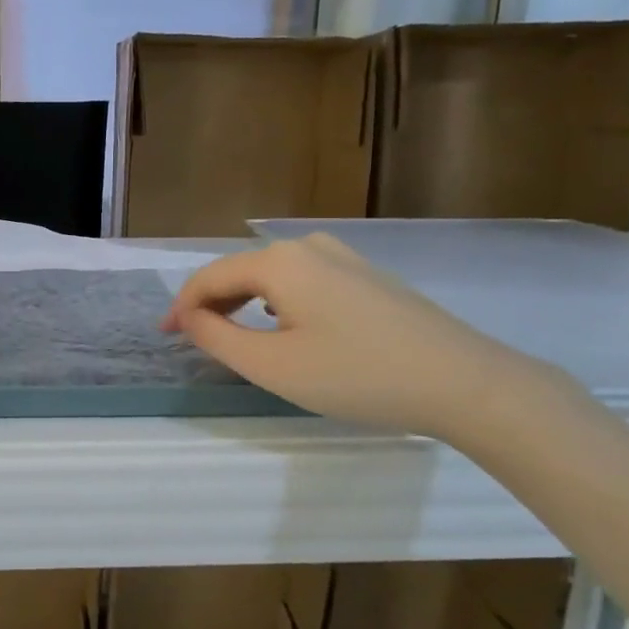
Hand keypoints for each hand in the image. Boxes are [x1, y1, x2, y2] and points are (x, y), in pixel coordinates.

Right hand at [162, 232, 558, 441]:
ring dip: (242, 302)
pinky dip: (277, 301)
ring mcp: (344, 257)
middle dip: (210, 303)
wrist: (464, 382)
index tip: (164, 336)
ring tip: (231, 334)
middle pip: (240, 271)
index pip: (210, 278)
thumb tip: (188, 316)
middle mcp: (308, 246)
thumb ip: (216, 337)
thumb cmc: (357, 376)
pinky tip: (283, 324)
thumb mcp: (272, 366)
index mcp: (278, 262)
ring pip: (272, 275)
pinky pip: (303, 281)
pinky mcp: (368, 276)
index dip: (181, 306)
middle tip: (191, 339)